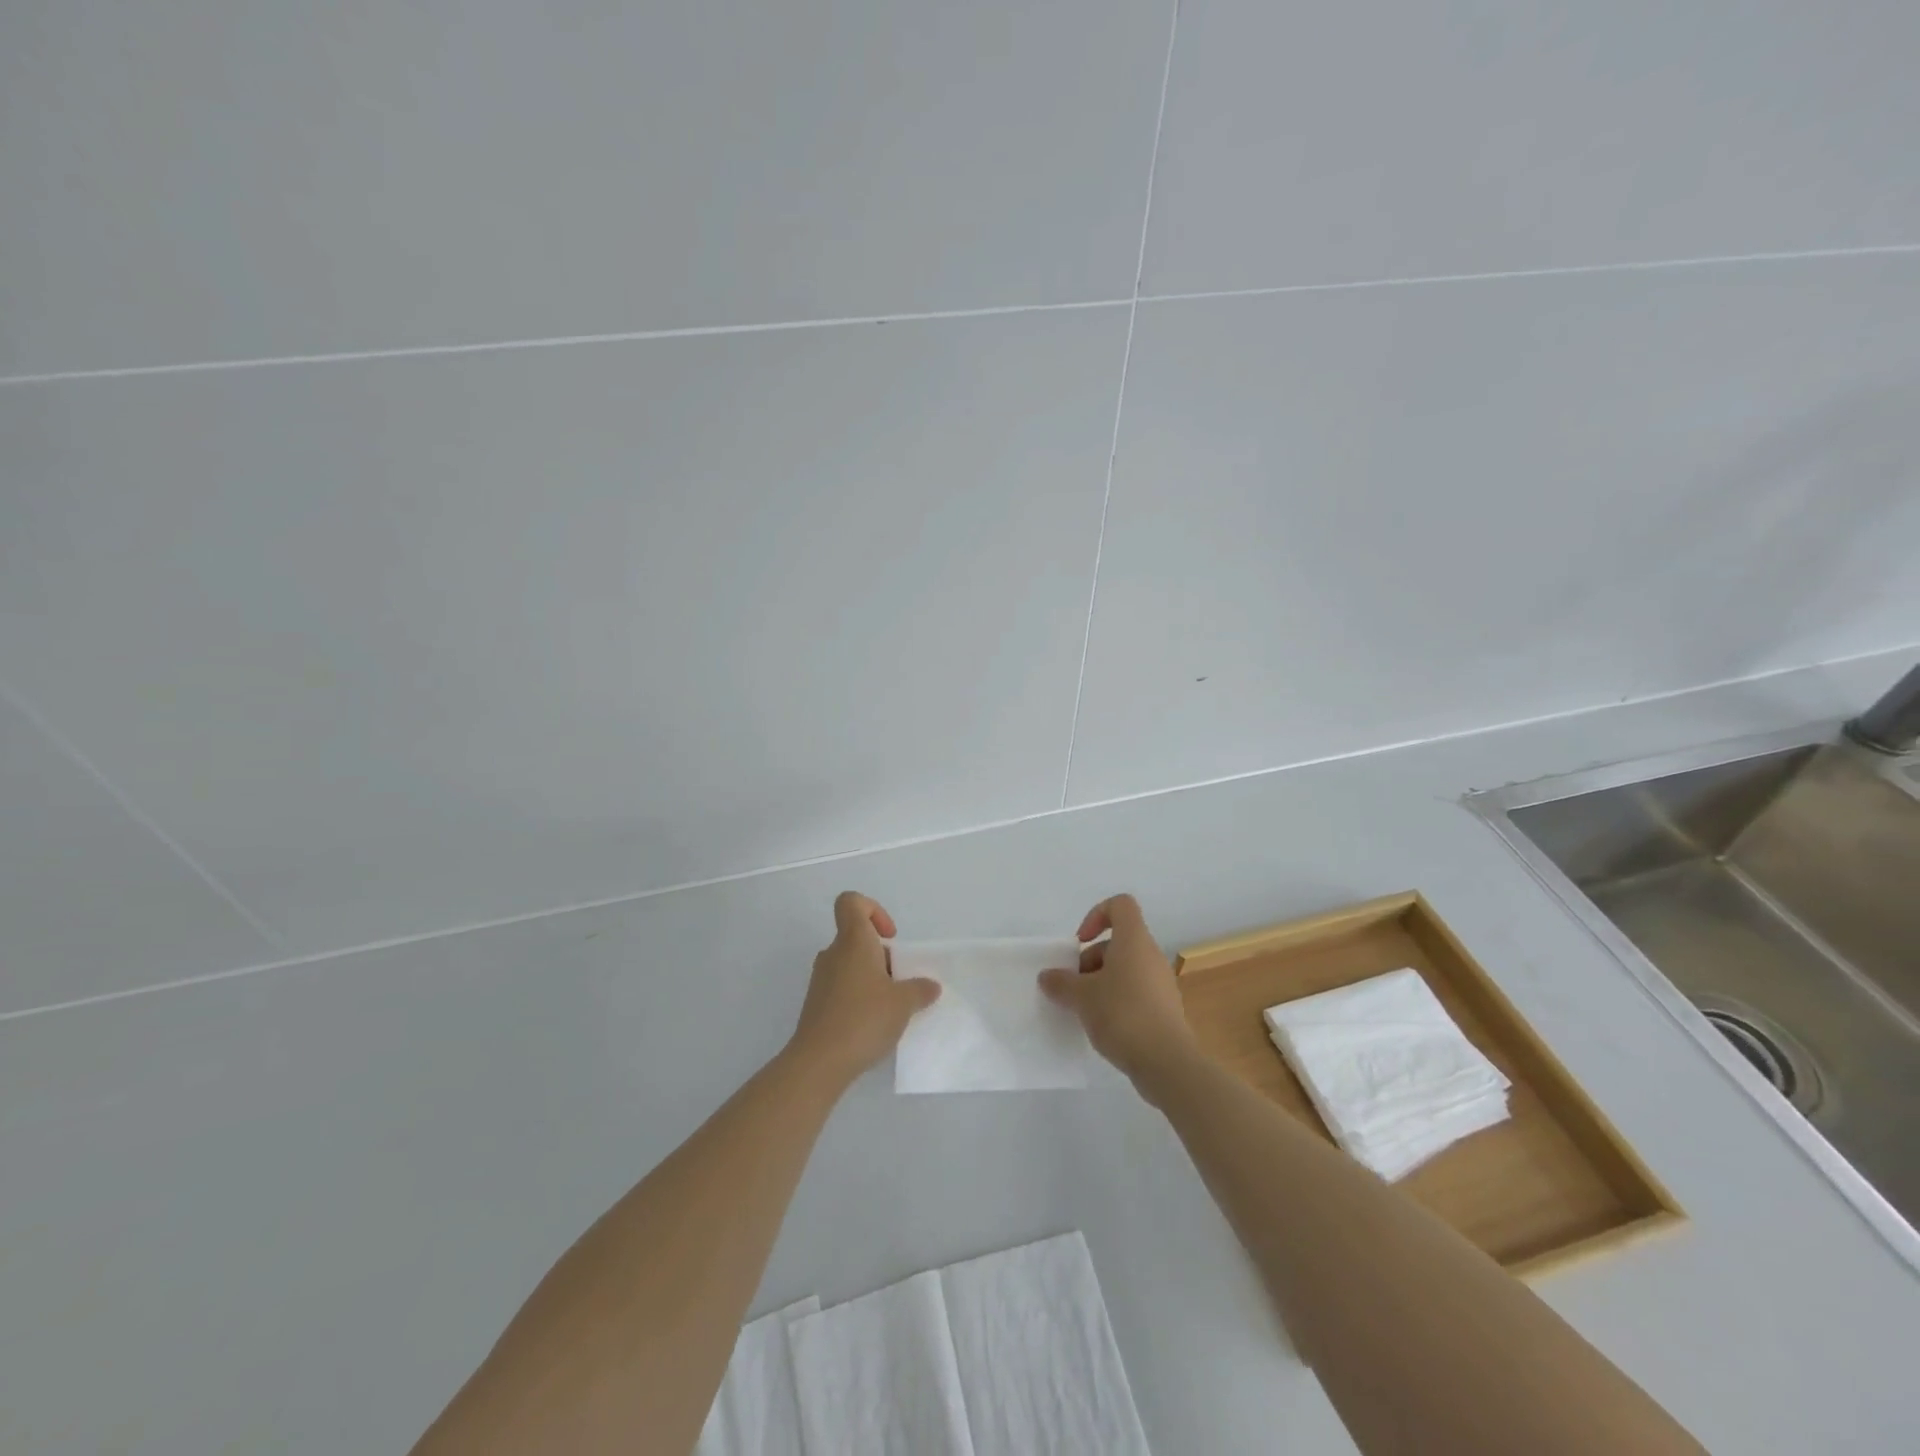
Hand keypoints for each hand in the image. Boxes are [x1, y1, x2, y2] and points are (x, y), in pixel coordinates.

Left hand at [787, 892, 939, 1090]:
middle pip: (856, 937)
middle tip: (900, 981)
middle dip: (882, 954)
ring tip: (890, 1006)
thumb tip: (930, 986)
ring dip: (872, 977)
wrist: (819, 1062)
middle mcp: (833, 953)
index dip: (873, 909)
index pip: (851, 902)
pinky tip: (873, 1023)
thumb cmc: (864, 1019)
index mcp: (853, 941)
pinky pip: (842, 987)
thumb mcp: (904, 1003)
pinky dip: (859, 996)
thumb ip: (920, 989)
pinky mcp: (817, 1004)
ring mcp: (821, 979)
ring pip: (850, 964)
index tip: (890, 937)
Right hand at [1039, 894, 1198, 1086]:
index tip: (1080, 943)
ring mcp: (1161, 982)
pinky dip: (1117, 1000)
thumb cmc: (1122, 1014)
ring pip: (1126, 968)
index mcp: (1134, 940)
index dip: (1097, 915)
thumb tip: (1047, 976)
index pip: (1120, 905)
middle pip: (1118, 942)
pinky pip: (1136, 991)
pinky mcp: (1165, 1008)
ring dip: (1101, 982)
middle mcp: (1151, 955)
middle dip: (1091, 960)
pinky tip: (1104, 1026)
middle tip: (1074, 986)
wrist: (1167, 1062)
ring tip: (1085, 1009)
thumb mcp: (1082, 997)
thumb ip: (1061, 982)